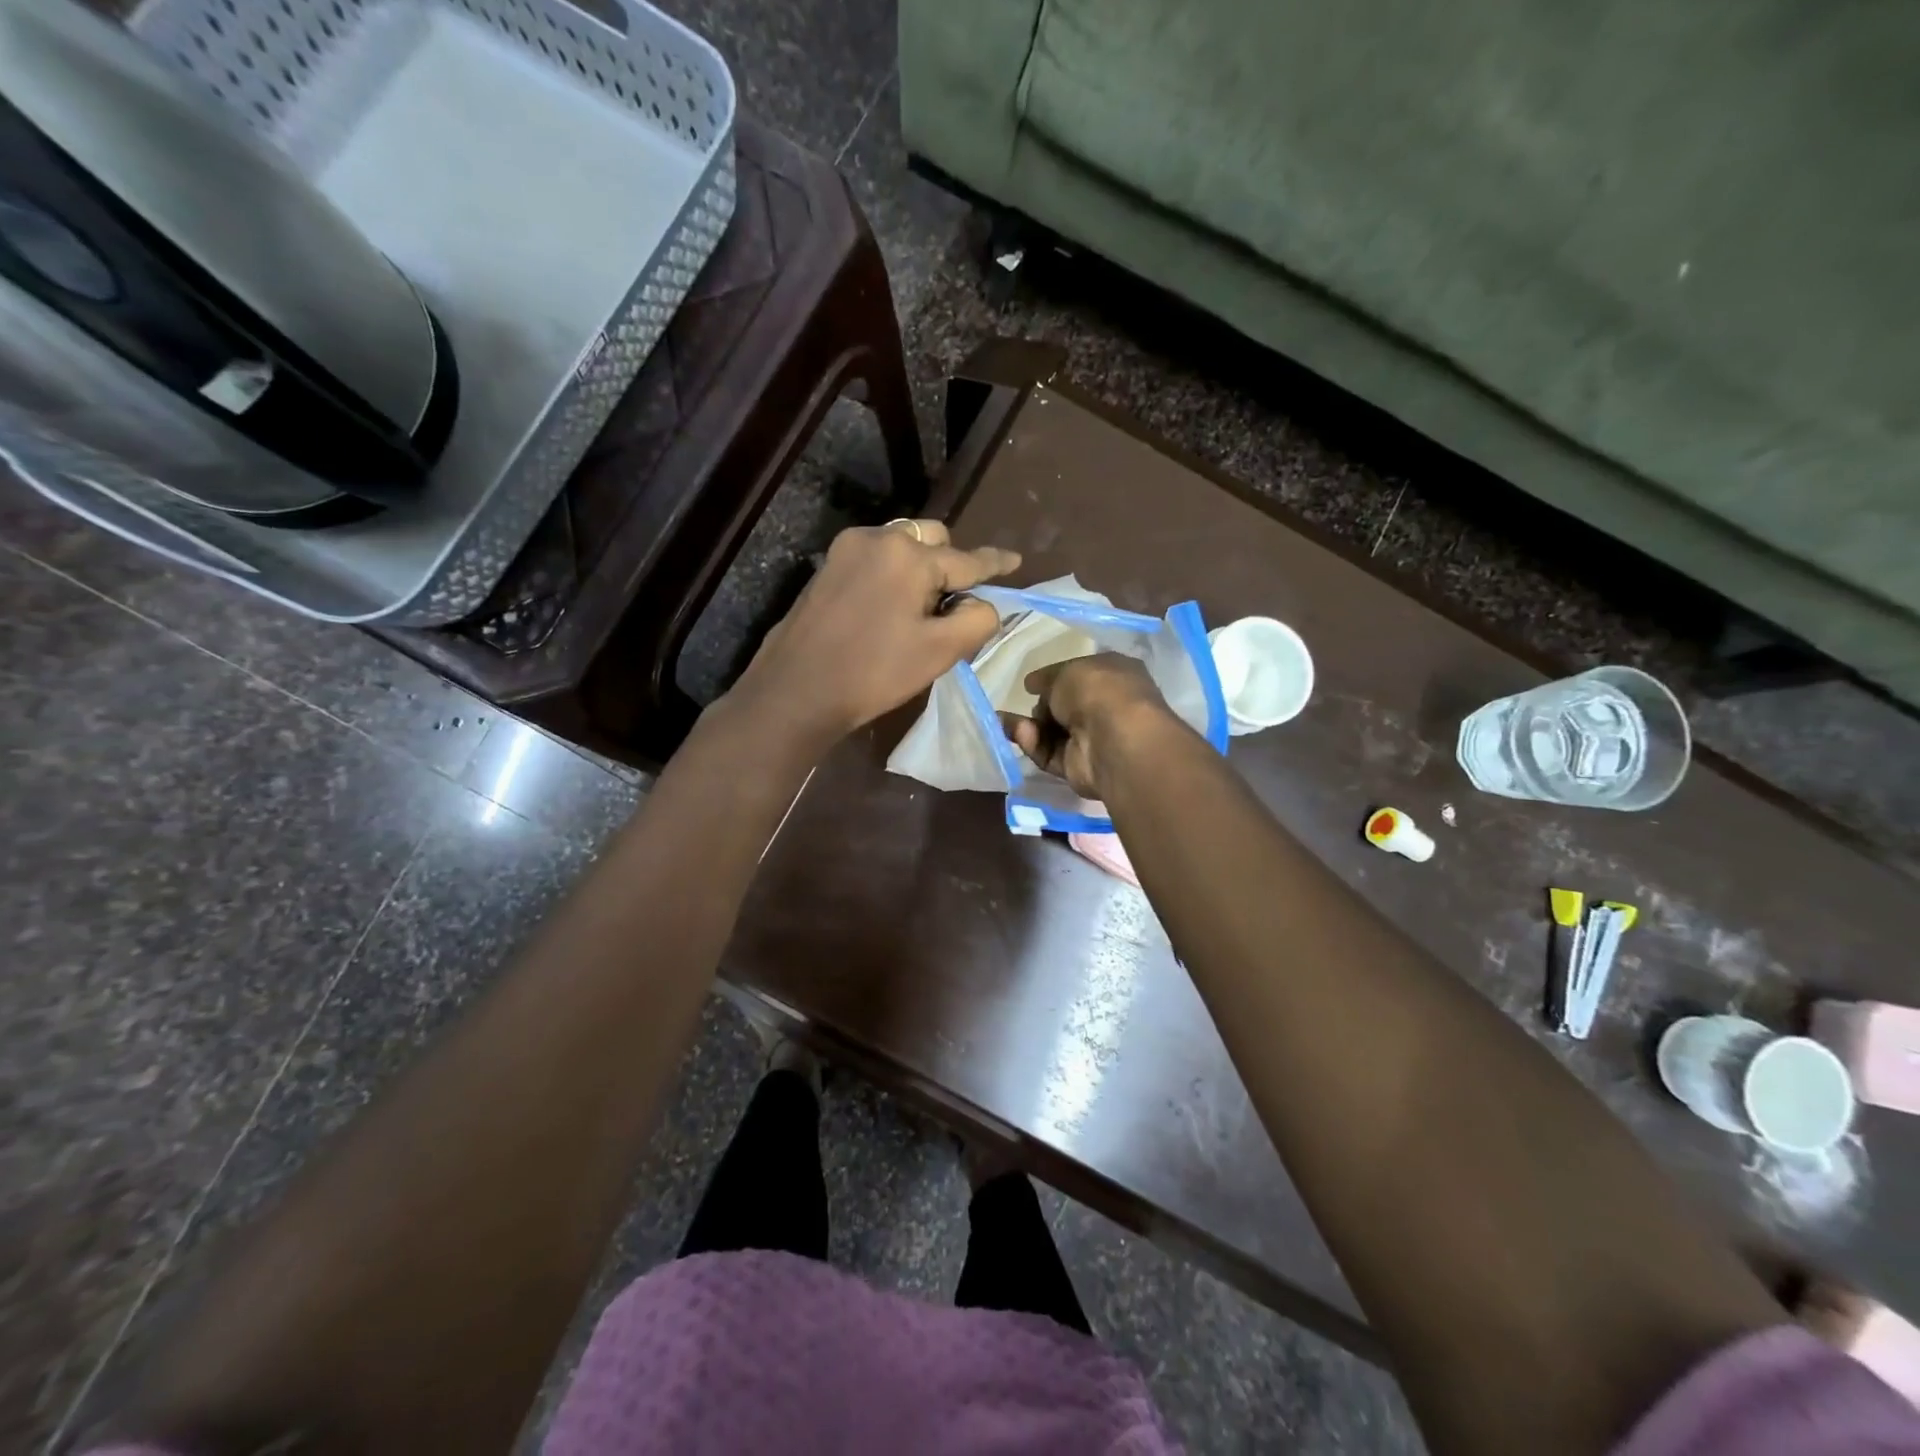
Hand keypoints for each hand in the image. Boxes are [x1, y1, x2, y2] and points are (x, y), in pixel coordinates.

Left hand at [731, 519, 1019, 745]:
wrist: (796, 690)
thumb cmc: (873, 673)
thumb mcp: (939, 652)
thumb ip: (977, 620)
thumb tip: (983, 604)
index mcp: (909, 555)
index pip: (967, 559)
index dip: (995, 563)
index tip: (1016, 561)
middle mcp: (878, 538)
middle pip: (933, 540)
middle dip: (950, 566)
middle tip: (953, 607)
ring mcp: (847, 550)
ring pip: (902, 546)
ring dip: (921, 569)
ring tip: (921, 611)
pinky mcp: (827, 567)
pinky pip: (876, 559)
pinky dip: (893, 574)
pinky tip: (890, 609)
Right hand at [1004, 653, 1179, 796]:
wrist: (1112, 738)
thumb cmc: (1097, 691)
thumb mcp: (1066, 671)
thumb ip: (1047, 678)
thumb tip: (1033, 684)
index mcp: (1115, 676)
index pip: (1083, 677)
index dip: (1057, 679)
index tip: (1032, 683)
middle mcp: (1107, 708)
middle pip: (1065, 707)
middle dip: (1042, 706)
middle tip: (1024, 702)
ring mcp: (1094, 740)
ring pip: (1053, 733)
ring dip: (1029, 725)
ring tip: (1007, 720)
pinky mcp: (1078, 767)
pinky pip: (1049, 754)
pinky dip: (1032, 744)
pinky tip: (1019, 732)